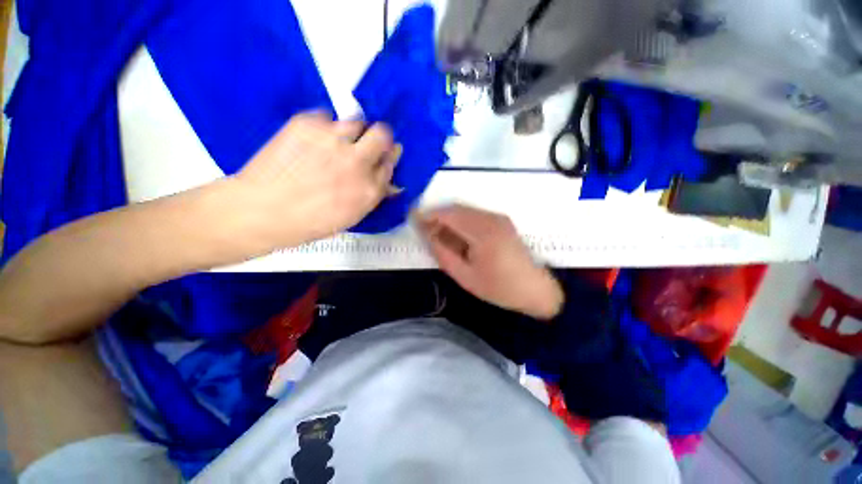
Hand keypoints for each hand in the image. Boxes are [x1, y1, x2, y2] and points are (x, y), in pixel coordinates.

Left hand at [232, 112, 400, 249]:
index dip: (386, 159)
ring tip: (337, 142)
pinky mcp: (308, 124)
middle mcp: (357, 161)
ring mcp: (333, 140)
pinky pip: (327, 116)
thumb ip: (373, 195)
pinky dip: (325, 127)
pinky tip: (313, 140)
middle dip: (379, 137)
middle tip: (367, 143)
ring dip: (353, 131)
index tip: (380, 158)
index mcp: (370, 189)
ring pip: (357, 121)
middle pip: (383, 134)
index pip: (390, 163)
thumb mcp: (352, 216)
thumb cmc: (311, 221)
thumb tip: (389, 181)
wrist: (263, 211)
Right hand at [416, 204, 563, 319]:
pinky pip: (474, 214)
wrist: (535, 289)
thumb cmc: (499, 288)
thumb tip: (427, 235)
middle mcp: (491, 218)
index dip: (429, 214)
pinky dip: (459, 220)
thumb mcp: (465, 276)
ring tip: (436, 233)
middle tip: (423, 229)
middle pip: (456, 208)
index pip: (449, 214)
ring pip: (464, 210)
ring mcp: (498, 217)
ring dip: (448, 218)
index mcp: (483, 233)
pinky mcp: (501, 220)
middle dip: (437, 215)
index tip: (413, 219)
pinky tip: (454, 234)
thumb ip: (443, 253)